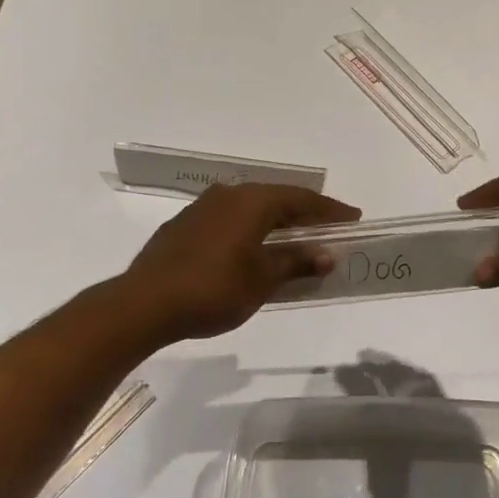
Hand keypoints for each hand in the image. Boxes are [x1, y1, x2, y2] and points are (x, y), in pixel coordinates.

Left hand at [118, 183, 360, 340]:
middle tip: (328, 227)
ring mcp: (202, 208)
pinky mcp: (185, 225)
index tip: (353, 217)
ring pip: (250, 207)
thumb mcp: (262, 279)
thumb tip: (327, 254)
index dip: (330, 209)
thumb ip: (296, 262)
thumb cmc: (213, 289)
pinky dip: (250, 229)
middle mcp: (228, 195)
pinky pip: (229, 219)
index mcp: (252, 202)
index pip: (301, 199)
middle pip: (276, 198)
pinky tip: (253, 247)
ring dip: (275, 221)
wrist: (145, 303)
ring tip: (294, 237)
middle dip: (304, 213)